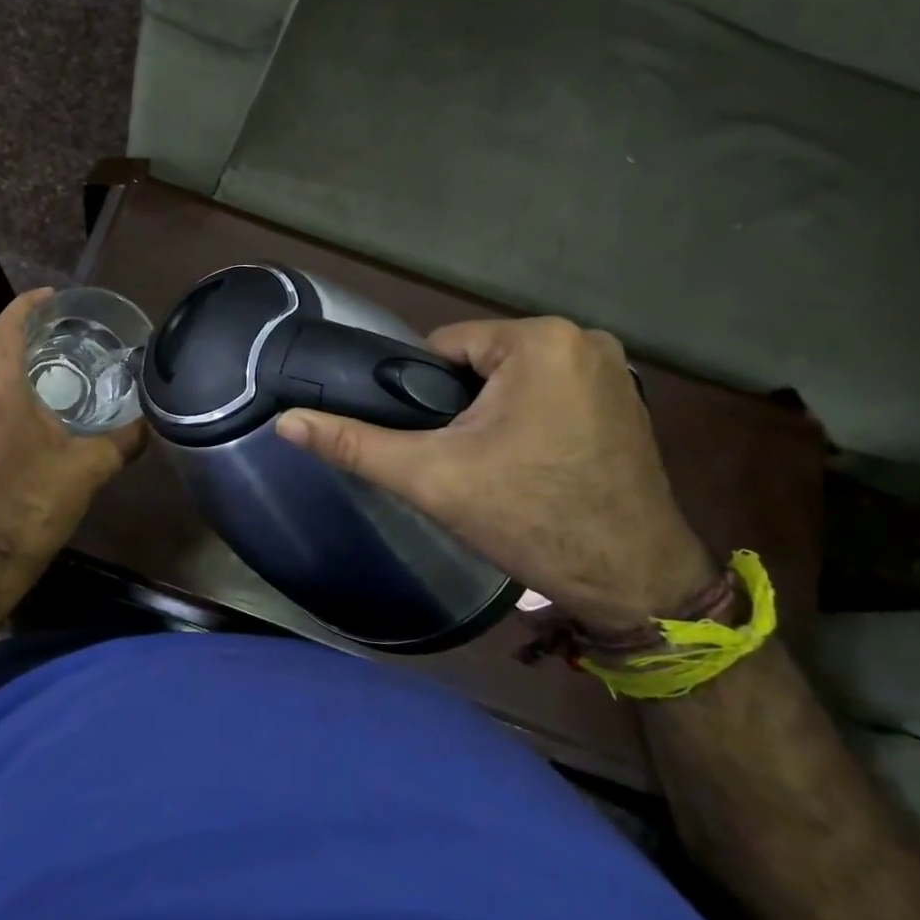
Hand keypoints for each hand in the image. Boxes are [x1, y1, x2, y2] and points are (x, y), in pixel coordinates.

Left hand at [0, 288, 146, 563]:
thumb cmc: (38, 499)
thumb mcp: (92, 465)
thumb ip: (126, 438)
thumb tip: (153, 419)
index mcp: (0, 389)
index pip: (7, 328)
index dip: (28, 304)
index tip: (55, 295)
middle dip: (23, 325)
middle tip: (62, 321)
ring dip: (11, 352)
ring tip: (51, 350)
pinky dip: (4, 377)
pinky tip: (33, 392)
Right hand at [277, 316, 714, 631]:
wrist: (634, 582)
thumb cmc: (530, 518)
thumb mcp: (430, 478)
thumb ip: (354, 444)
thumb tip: (285, 420)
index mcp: (538, 339)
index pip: (442, 348)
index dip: (421, 395)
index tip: (430, 441)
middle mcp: (583, 338)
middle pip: (478, 362)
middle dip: (458, 406)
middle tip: (460, 461)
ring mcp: (612, 367)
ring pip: (511, 378)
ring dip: (491, 412)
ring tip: (493, 466)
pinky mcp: (626, 397)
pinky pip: (548, 391)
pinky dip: (528, 417)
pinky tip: (529, 462)